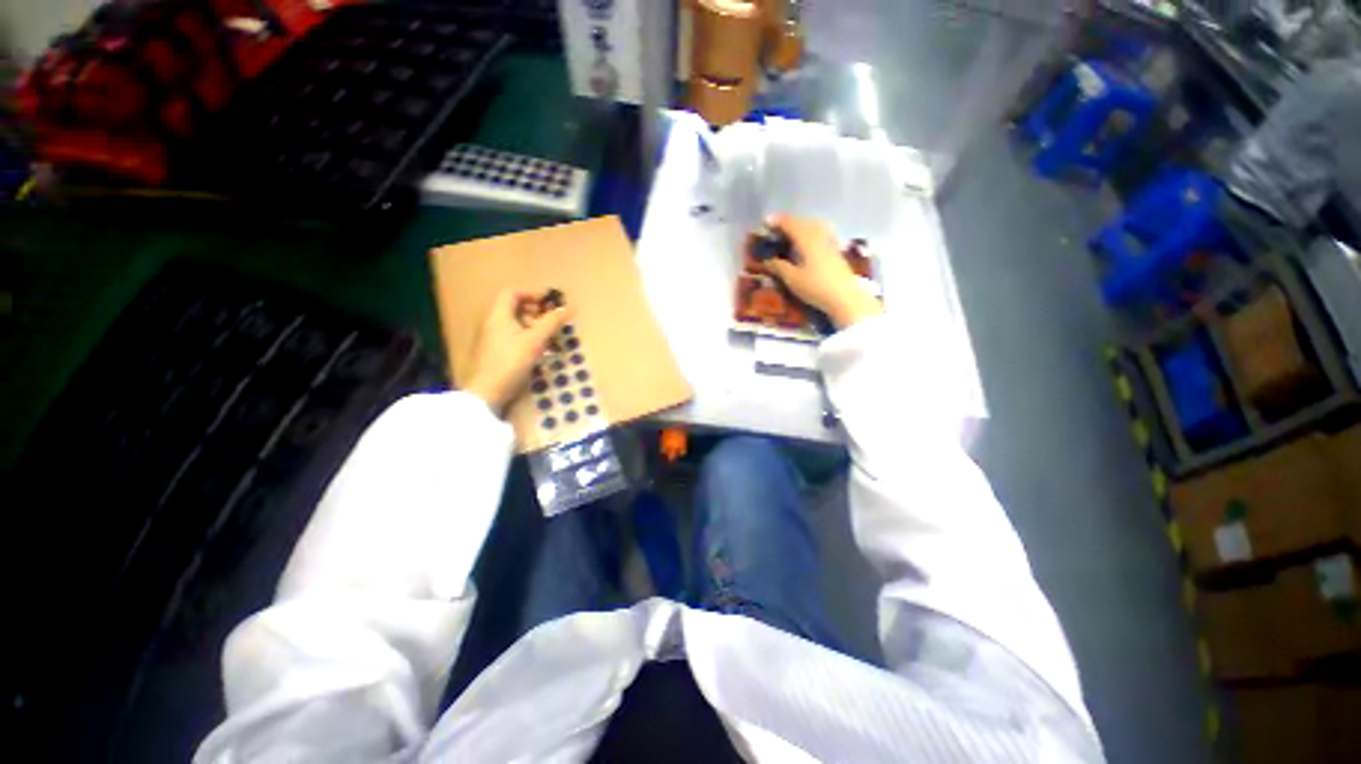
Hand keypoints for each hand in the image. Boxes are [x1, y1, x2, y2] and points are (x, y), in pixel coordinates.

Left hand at [464, 290, 570, 414]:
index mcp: (499, 316)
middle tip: (550, 322)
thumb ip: (551, 323)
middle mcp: (492, 323)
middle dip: (535, 312)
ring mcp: (492, 339)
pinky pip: (512, 338)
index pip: (512, 293)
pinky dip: (527, 339)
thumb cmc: (511, 362)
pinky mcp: (495, 353)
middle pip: (514, 308)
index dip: (531, 294)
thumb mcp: (536, 340)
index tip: (548, 304)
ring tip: (548, 339)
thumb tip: (566, 308)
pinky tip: (538, 352)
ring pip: (515, 324)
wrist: (488, 392)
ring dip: (533, 327)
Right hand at [757, 214, 882, 329]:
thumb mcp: (793, 279)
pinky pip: (820, 232)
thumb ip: (779, 267)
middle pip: (802, 222)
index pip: (790, 224)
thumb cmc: (816, 287)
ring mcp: (829, 241)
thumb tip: (768, 260)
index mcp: (806, 239)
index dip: (777, 221)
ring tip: (790, 231)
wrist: (845, 296)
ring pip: (813, 225)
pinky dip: (810, 230)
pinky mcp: (835, 249)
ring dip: (800, 224)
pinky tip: (807, 239)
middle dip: (788, 222)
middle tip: (775, 226)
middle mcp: (818, 235)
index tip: (765, 222)